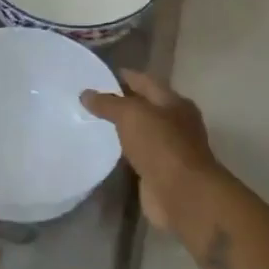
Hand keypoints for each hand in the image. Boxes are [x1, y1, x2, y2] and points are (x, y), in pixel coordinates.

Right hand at [80, 70, 218, 231]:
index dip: (124, 76)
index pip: (146, 81)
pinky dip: (123, 151)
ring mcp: (169, 149)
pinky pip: (137, 155)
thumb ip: (108, 103)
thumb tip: (86, 93)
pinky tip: (105, 149)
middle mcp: (175, 123)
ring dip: (122, 128)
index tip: (99, 74)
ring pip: (141, 132)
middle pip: (145, 106)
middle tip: (91, 99)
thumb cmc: (161, 145)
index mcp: (174, 102)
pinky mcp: (159, 172)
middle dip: (121, 102)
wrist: (182, 194)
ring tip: (92, 122)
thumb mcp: (131, 115)